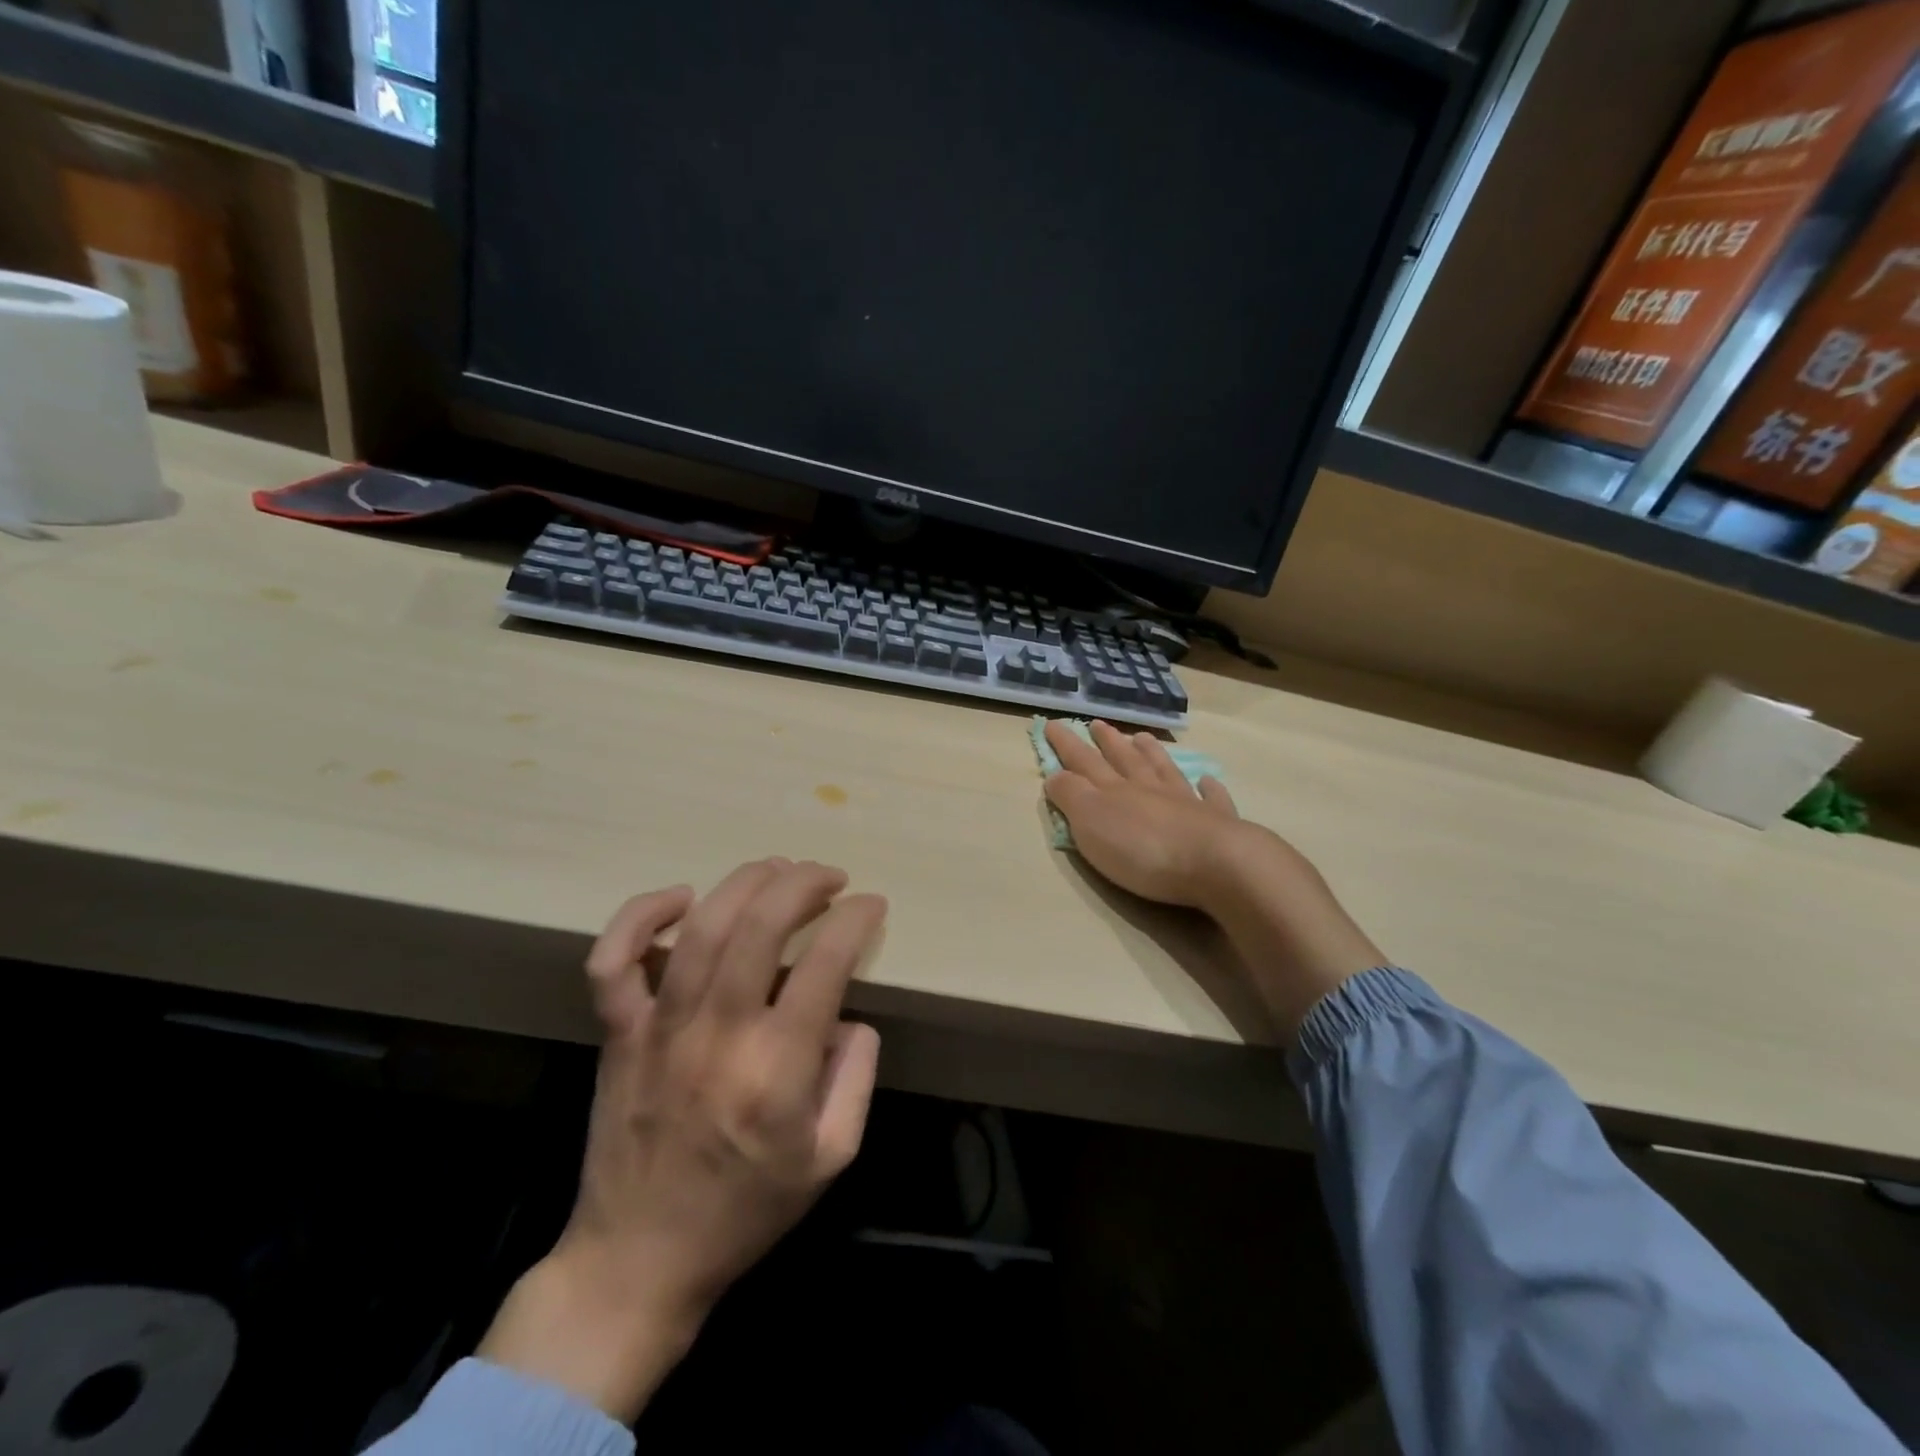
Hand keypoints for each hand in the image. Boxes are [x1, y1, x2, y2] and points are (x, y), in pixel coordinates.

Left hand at [479, 860, 885, 1421]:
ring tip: (778, 869)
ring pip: (700, 926)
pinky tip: (681, 897)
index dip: (855, 919)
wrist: (637, 1261)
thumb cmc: (745, 1211)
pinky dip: (641, 915)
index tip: (871, 905)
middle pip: (762, 925)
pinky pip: (615, 960)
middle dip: (805, 882)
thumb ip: (856, 1078)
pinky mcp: (619, 1034)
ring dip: (746, 882)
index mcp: (777, 1069)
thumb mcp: (831, 1158)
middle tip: (831, 877)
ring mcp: (661, 1029)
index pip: (826, 962)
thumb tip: (850, 1016)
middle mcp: (719, 1034)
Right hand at [1043, 719, 1382, 1033]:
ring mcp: (1186, 804)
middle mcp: (1149, 789)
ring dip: (1152, 754)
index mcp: (1115, 790)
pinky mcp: (1217, 825)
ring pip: (1164, 771)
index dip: (1066, 744)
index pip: (1084, 761)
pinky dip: (1208, 788)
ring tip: (1143, 738)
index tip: (1052, 724)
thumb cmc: (1143, 849)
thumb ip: (1071, 796)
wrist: (1216, 865)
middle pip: (1125, 760)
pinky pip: (1211, 799)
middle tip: (1098, 724)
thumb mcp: (1091, 822)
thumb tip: (1055, 774)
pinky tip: (1208, 781)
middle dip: (1108, 742)